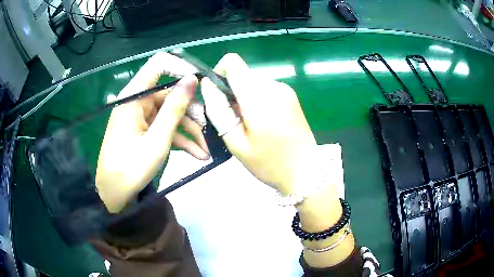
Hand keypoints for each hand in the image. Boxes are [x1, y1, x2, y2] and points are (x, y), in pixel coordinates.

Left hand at [96, 52, 209, 212]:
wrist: (113, 193)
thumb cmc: (131, 167)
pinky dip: (179, 138)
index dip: (181, 68)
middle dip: (191, 113)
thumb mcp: (157, 139)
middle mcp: (137, 101)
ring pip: (170, 114)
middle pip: (170, 95)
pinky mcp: (142, 129)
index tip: (200, 84)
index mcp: (134, 96)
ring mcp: (140, 116)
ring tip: (204, 152)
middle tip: (209, 131)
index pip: (159, 65)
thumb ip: (175, 108)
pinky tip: (196, 154)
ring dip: (188, 131)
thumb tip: (192, 79)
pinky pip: (163, 127)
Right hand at [201, 53, 316, 193]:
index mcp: (259, 97)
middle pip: (242, 74)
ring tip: (251, 123)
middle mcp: (274, 86)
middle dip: (232, 91)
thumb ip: (218, 111)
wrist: (306, 171)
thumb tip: (208, 85)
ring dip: (245, 96)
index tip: (218, 95)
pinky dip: (257, 99)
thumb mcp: (236, 143)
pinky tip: (263, 121)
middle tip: (236, 119)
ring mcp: (285, 89)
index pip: (233, 62)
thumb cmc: (269, 163)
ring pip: (253, 81)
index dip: (219, 72)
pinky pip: (265, 88)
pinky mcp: (291, 95)